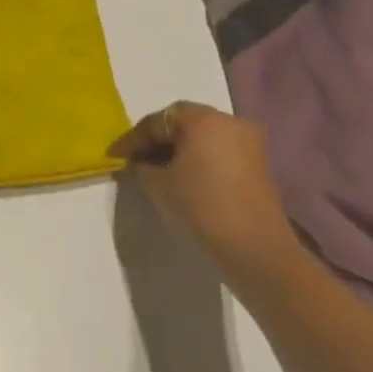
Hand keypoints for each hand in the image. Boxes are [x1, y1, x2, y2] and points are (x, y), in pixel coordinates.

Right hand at [109, 102, 303, 284]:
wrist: (256, 252)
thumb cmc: (201, 207)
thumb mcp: (157, 185)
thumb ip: (139, 167)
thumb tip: (135, 163)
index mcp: (204, 119)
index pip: (157, 121)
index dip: (132, 140)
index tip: (114, 157)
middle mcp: (229, 122)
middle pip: (182, 124)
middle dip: (155, 142)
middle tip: (133, 160)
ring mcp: (249, 144)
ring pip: (201, 139)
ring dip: (176, 152)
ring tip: (153, 172)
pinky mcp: (258, 167)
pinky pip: (217, 153)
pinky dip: (196, 161)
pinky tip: (180, 179)